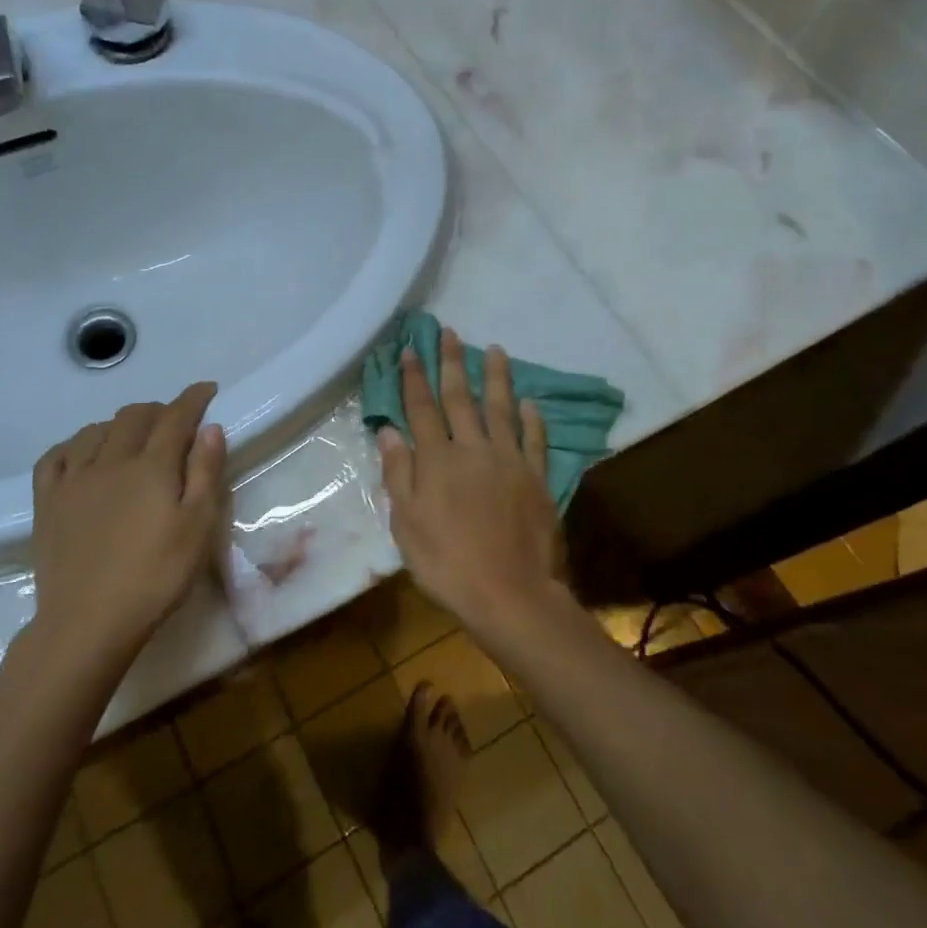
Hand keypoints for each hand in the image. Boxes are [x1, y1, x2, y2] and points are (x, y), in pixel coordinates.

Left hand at [27, 382, 226, 659]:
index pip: (176, 416)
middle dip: (159, 409)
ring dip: (120, 424)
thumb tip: (210, 428)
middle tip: (175, 421)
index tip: (208, 389)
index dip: (193, 398)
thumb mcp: (198, 528)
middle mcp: (110, 460)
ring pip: (96, 430)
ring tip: (133, 437)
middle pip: (135, 416)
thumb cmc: (155, 577)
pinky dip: (76, 444)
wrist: (87, 623)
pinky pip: (56, 456)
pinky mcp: (47, 502)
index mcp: (151, 466)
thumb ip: (205, 473)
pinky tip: (83, 453)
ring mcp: (73, 479)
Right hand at [376, 329, 568, 647]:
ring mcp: (509, 461)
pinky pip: (534, 439)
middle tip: (450, 332)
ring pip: (500, 408)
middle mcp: (473, 449)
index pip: (422, 408)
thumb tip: (389, 431)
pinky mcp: (537, 478)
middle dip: (452, 363)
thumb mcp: (407, 525)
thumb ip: (399, 474)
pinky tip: (529, 401)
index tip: (410, 349)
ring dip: (496, 377)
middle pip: (460, 398)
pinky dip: (531, 418)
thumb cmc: (447, 563)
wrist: (510, 594)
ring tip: (495, 349)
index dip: (414, 377)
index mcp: (437, 460)